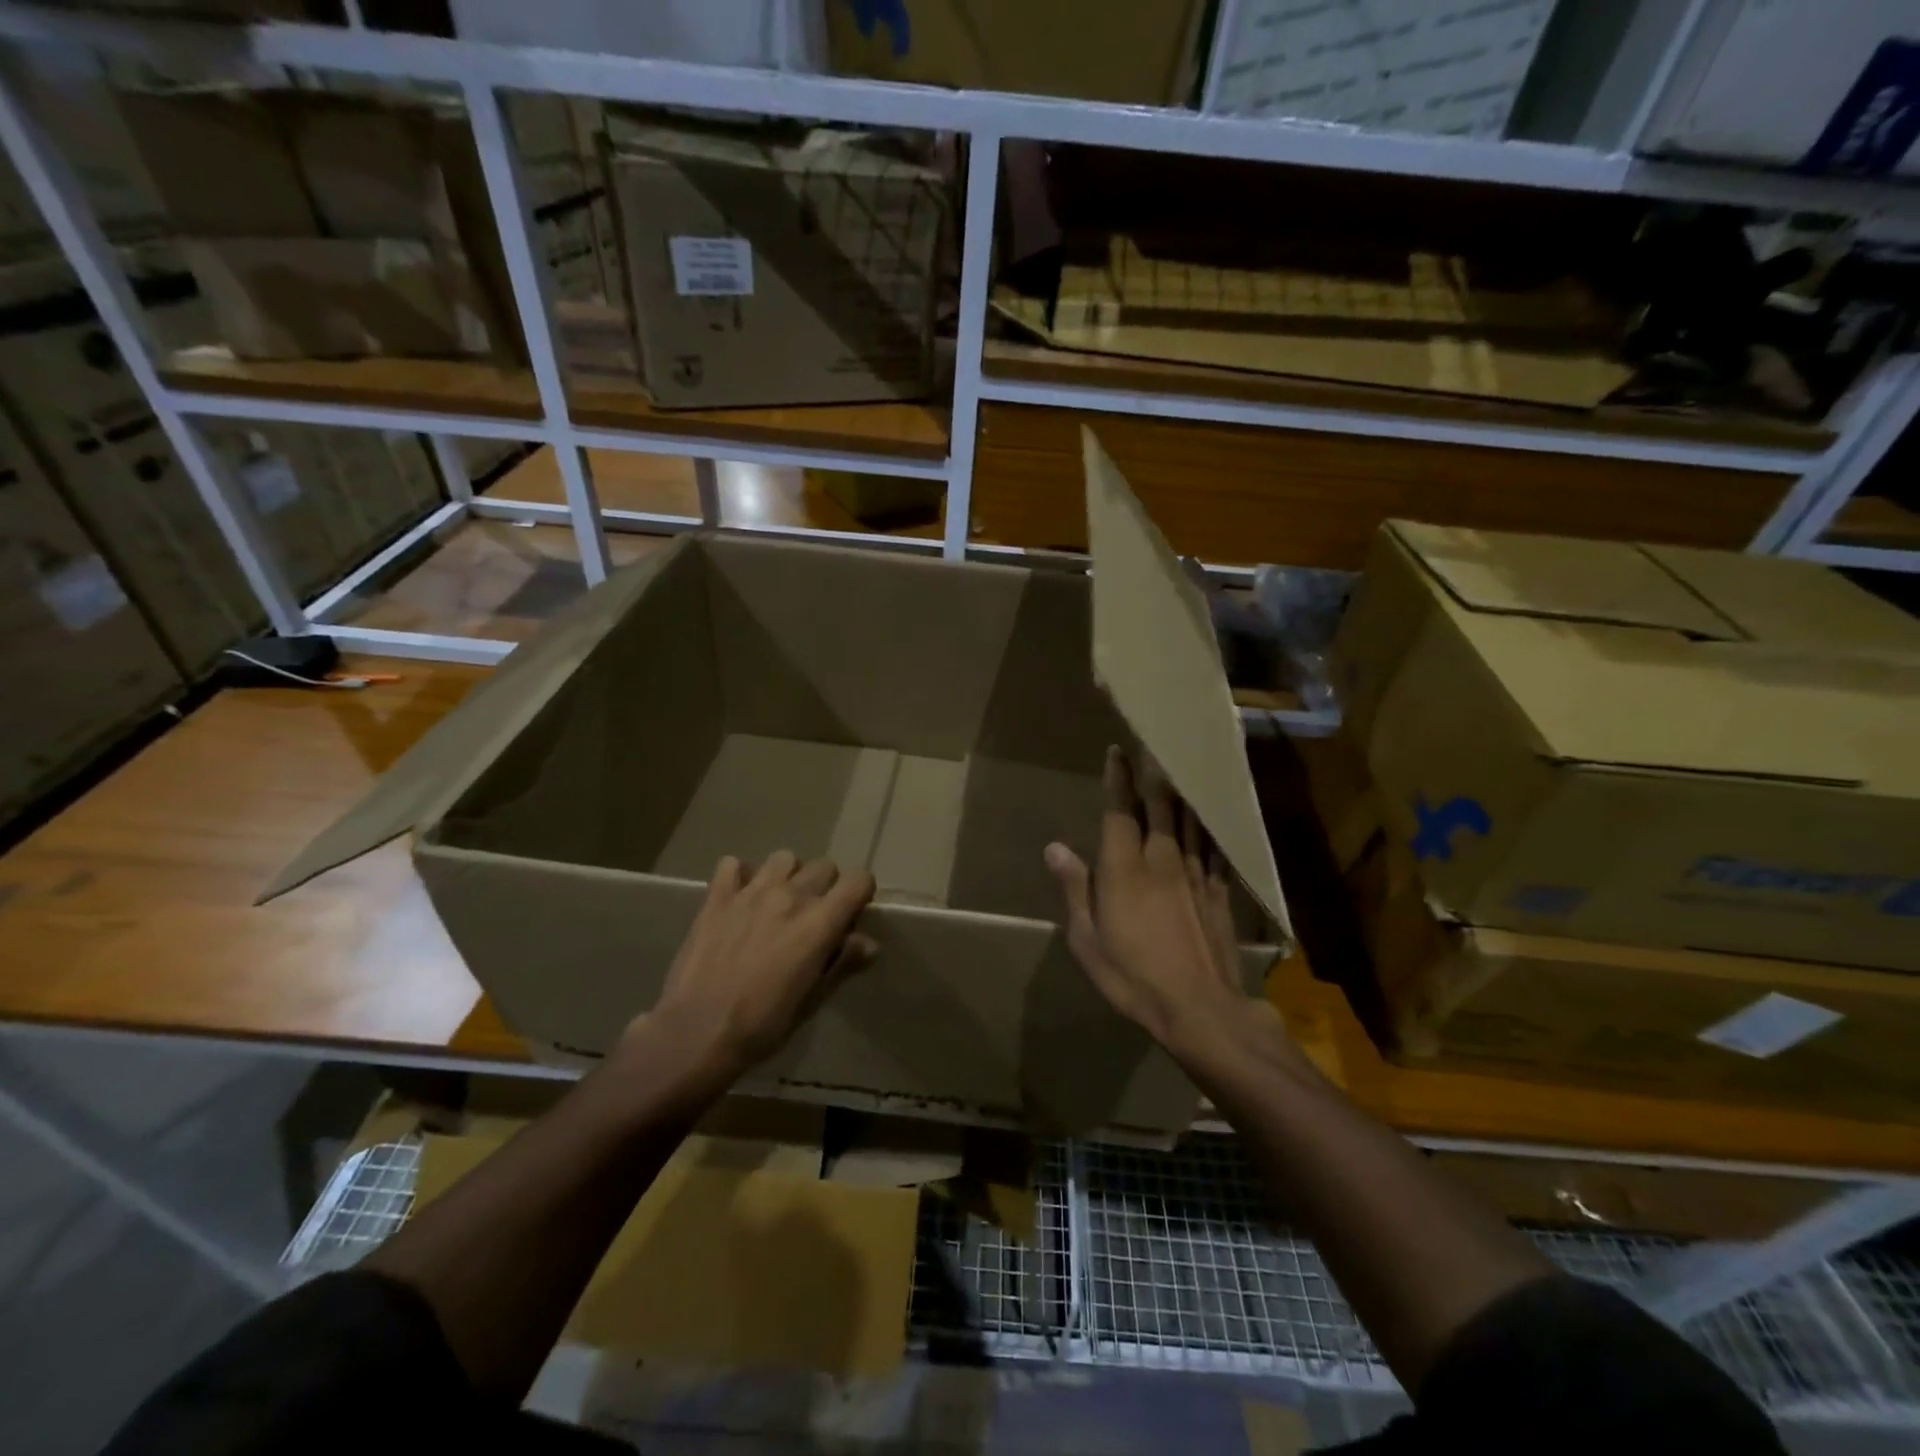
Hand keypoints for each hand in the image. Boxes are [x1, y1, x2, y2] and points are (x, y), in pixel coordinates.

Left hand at [635, 851, 876, 1085]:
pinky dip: (740, 875)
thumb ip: (843, 964)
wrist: (696, 1033)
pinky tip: (739, 898)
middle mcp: (790, 896)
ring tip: (777, 902)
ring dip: (787, 876)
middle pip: (824, 866)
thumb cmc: (762, 1025)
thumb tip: (868, 942)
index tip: (851, 914)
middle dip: (826, 887)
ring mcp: (751, 892)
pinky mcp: (717, 897)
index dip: (860, 894)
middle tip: (812, 917)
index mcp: (820, 922)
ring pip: (783, 859)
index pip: (858, 880)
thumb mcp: (812, 1000)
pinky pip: (732, 864)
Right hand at [1046, 747, 1254, 1054]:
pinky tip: (1212, 813)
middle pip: (1160, 805)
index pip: (1121, 811)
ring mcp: (1195, 873)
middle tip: (1153, 744)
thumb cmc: (1132, 977)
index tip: (1118, 751)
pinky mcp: (1218, 890)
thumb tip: (1055, 848)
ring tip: (1181, 765)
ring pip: (1191, 819)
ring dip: (1183, 789)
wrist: (1200, 1009)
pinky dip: (1211, 823)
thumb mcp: (1088, 939)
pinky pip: (1215, 845)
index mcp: (1124, 869)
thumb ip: (1075, 888)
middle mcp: (1162, 859)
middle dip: (1154, 772)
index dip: (1119, 779)